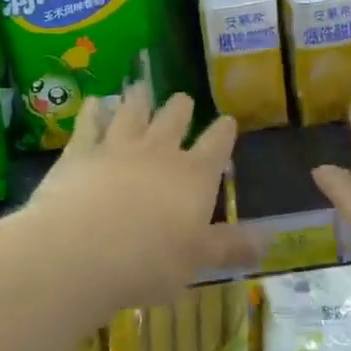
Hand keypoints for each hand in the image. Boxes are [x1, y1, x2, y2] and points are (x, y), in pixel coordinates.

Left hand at [25, 86, 241, 315]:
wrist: (79, 251)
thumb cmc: (149, 262)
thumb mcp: (198, 260)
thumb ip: (232, 246)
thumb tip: (271, 239)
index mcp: (194, 175)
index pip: (217, 145)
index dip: (224, 131)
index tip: (227, 121)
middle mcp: (160, 151)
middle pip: (174, 118)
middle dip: (181, 109)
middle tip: (182, 100)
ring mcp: (117, 146)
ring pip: (133, 111)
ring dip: (139, 99)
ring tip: (141, 88)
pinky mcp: (79, 152)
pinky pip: (89, 123)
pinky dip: (94, 111)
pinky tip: (95, 104)